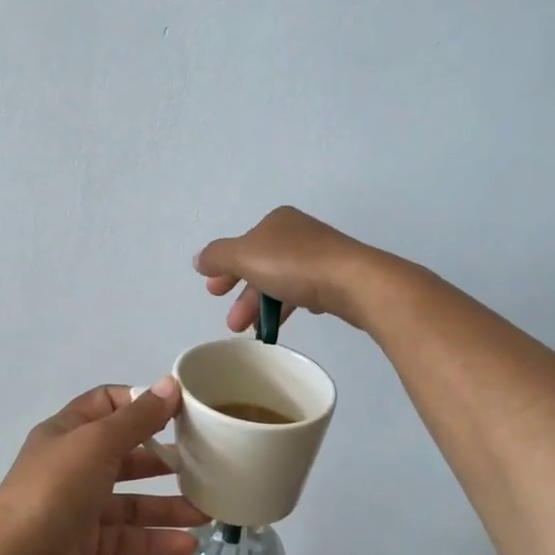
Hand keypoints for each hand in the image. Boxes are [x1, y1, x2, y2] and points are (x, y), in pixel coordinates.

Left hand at [0, 379, 207, 554]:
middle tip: (204, 463)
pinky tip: (189, 544)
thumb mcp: (97, 444)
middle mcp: (72, 466)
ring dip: (167, 506)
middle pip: (124, 454)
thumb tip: (171, 384)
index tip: (181, 412)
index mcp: (67, 432)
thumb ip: (138, 418)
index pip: (107, 403)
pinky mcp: (84, 547)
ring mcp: (77, 508)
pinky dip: (156, 540)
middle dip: (162, 459)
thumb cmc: (54, 492)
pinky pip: (127, 538)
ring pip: (130, 501)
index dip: (141, 403)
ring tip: (207, 513)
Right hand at [194, 206, 382, 332]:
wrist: (354, 282)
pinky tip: (284, 322)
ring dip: (262, 306)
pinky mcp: (337, 278)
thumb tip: (200, 259)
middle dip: (242, 295)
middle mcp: (298, 233)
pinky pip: (304, 291)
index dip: (225, 269)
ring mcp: (321, 255)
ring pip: (281, 281)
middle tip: (232, 323)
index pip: (242, 245)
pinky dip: (289, 306)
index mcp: (277, 221)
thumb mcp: (245, 256)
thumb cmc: (294, 264)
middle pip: (260, 265)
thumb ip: (218, 257)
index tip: (214, 293)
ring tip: (254, 332)